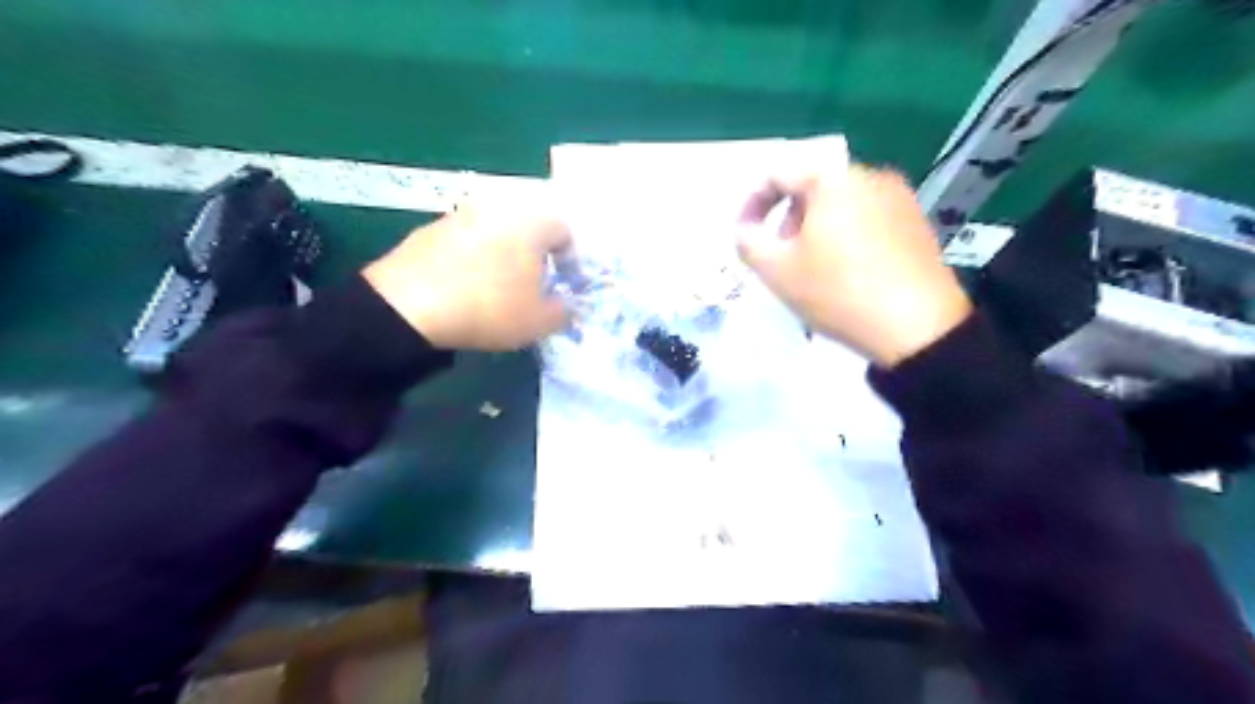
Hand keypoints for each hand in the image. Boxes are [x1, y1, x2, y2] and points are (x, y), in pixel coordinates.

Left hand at [363, 199, 572, 352]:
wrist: (408, 306)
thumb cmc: (489, 309)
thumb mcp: (538, 322)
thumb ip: (564, 311)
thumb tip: (567, 305)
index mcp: (532, 224)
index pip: (564, 231)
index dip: (569, 260)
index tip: (563, 285)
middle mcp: (499, 209)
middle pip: (528, 229)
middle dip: (535, 256)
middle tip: (532, 287)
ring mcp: (460, 215)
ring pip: (495, 233)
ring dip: (502, 255)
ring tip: (496, 289)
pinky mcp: (429, 228)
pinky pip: (464, 241)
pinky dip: (471, 258)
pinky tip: (463, 287)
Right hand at [739, 165, 975, 368]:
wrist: (918, 327)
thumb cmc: (838, 292)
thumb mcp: (776, 270)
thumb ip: (747, 241)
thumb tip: (746, 228)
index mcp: (831, 178)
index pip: (777, 173)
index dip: (751, 203)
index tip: (743, 235)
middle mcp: (868, 174)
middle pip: (811, 185)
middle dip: (786, 217)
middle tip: (779, 254)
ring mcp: (898, 196)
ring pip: (840, 202)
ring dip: (815, 227)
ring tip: (813, 266)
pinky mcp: (917, 220)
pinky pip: (867, 216)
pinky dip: (845, 234)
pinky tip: (847, 270)